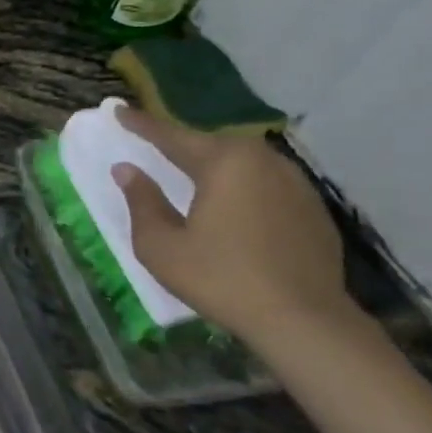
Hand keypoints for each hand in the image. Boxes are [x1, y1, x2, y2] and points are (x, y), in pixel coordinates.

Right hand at [111, 106, 356, 353]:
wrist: (305, 321)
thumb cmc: (221, 278)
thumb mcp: (161, 245)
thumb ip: (141, 201)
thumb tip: (127, 170)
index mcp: (223, 163)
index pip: (171, 136)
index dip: (141, 124)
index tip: (118, 110)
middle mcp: (262, 161)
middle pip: (211, 145)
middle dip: (181, 145)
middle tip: (155, 147)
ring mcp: (294, 183)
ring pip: (242, 163)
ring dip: (213, 165)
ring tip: (191, 174)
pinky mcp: (313, 208)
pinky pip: (265, 183)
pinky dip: (241, 186)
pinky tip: (232, 206)